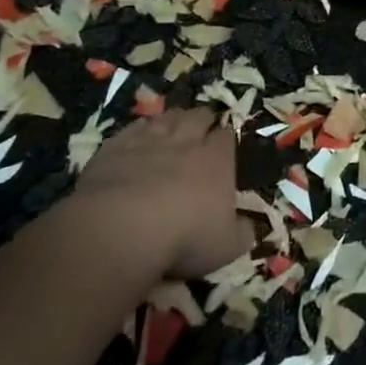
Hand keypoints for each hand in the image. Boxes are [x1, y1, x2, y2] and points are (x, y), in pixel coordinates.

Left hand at [71, 107, 247, 278]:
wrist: (122, 229)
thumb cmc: (184, 238)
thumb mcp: (226, 247)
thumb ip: (242, 234)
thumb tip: (250, 227)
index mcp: (217, 161)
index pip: (226, 137)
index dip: (225, 137)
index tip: (224, 142)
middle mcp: (185, 142)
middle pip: (198, 117)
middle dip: (202, 118)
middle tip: (202, 124)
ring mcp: (148, 142)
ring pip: (166, 118)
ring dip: (172, 119)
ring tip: (173, 123)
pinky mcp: (116, 148)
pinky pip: (131, 129)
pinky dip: (139, 129)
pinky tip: (138, 133)